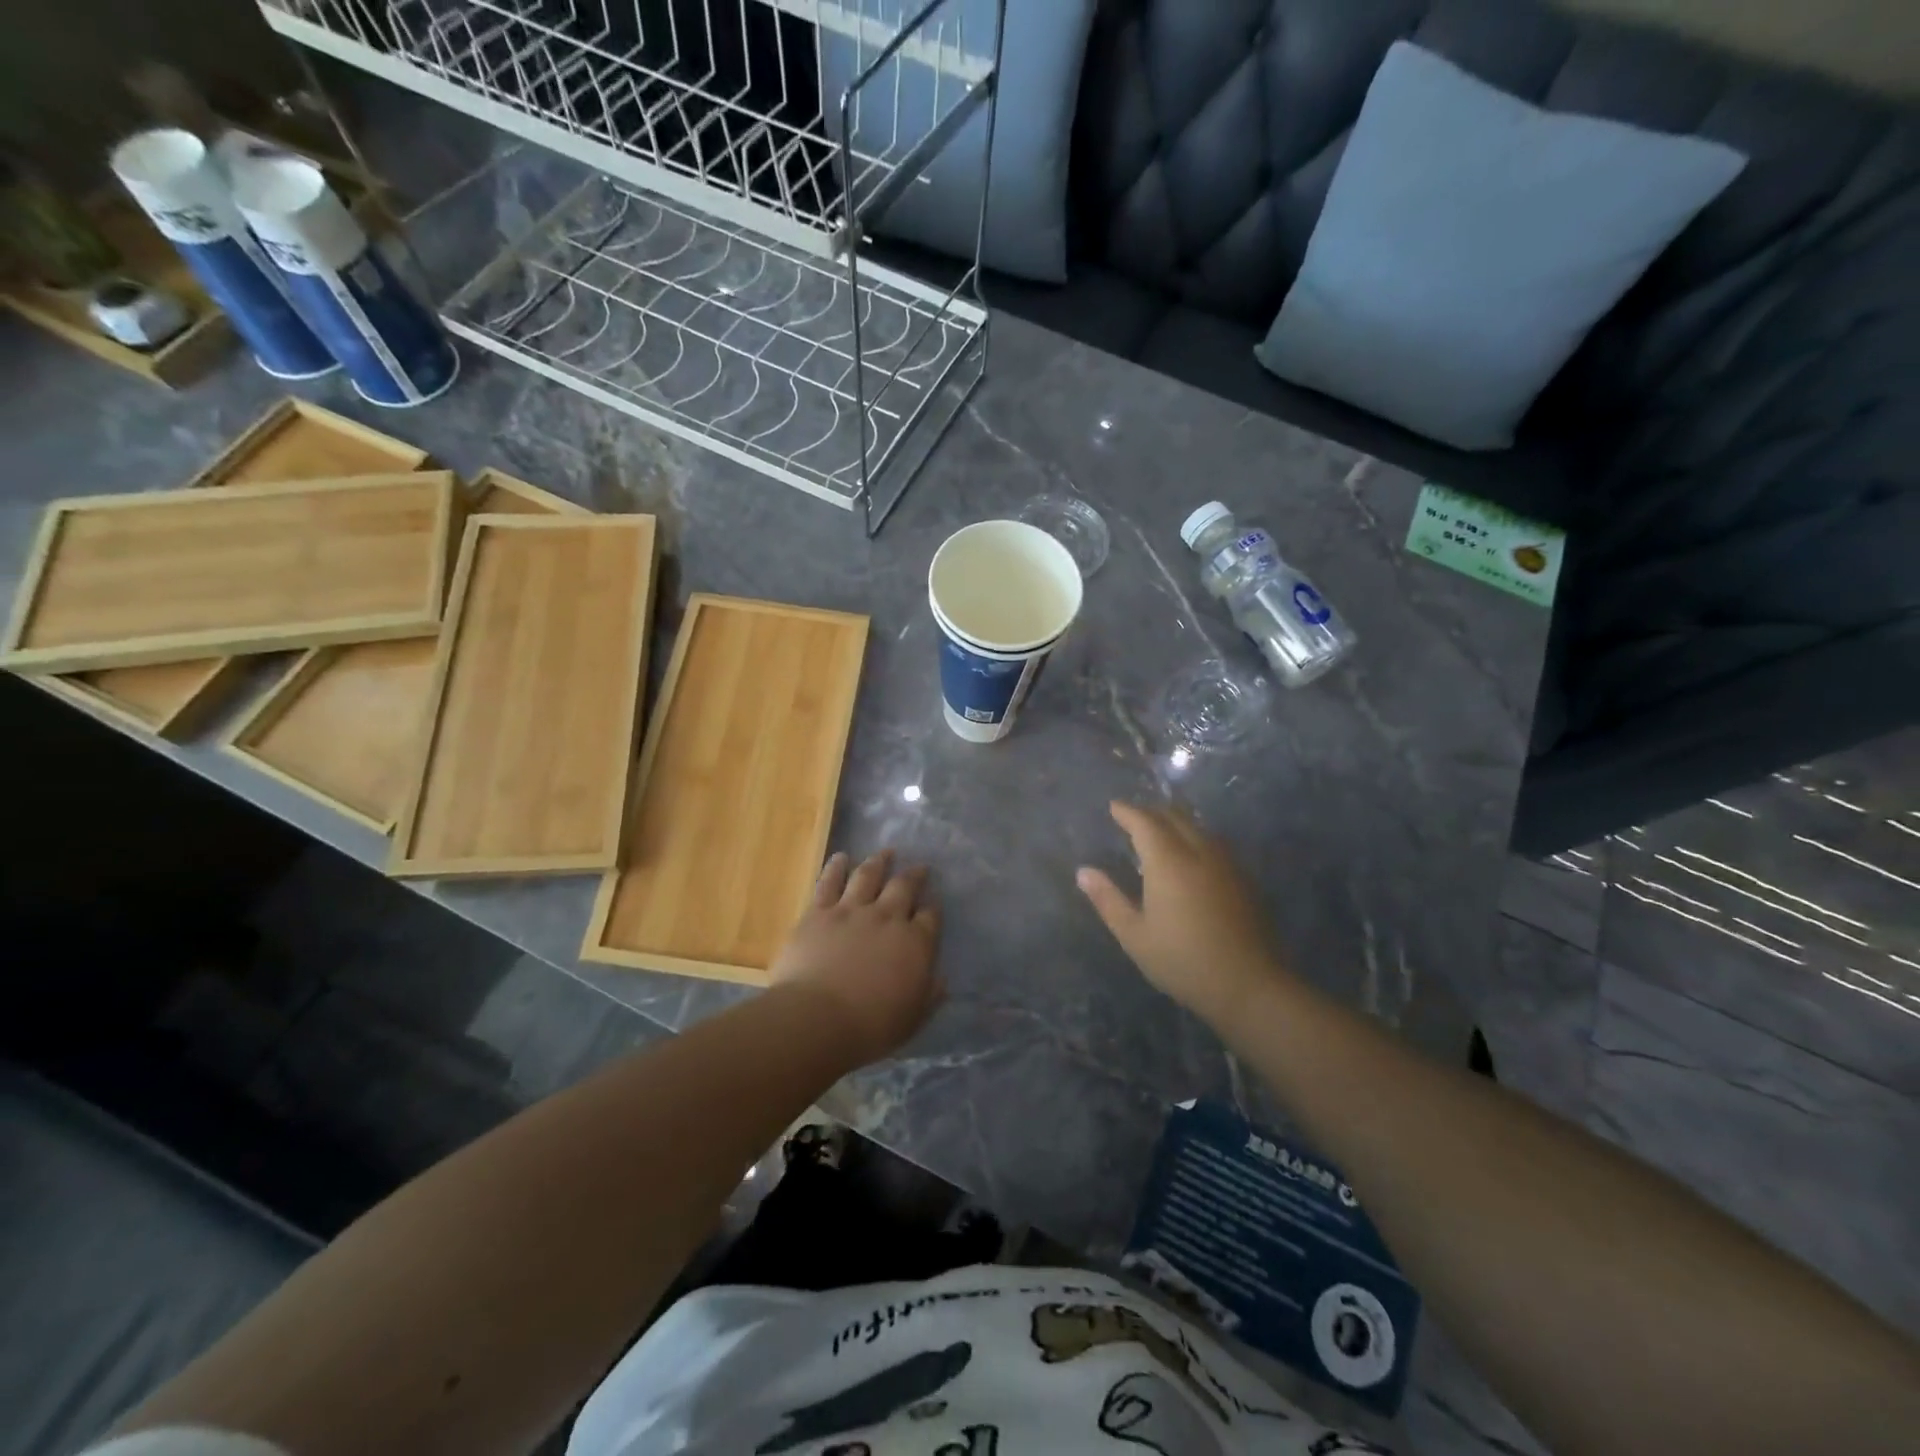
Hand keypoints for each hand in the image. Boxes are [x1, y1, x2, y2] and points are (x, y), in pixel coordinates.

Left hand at [770, 849, 943, 1064]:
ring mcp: (851, 910)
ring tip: (885, 853)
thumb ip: (929, 995)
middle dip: (914, 875)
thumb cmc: (870, 1027)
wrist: (817, 1018)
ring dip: (878, 862)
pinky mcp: (819, 912)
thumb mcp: (913, 1019)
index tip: (934, 903)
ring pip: (869, 876)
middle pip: (904, 887)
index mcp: (915, 943)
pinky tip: (841, 857)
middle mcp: (887, 918)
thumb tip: (941, 980)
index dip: (933, 908)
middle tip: (919, 867)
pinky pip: (829, 882)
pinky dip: (836, 867)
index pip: (930, 917)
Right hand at [1077, 801, 1288, 1023]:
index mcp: (1168, 861)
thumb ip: (1108, 899)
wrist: (1250, 985)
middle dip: (1151, 812)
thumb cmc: (1183, 961)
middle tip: (1133, 817)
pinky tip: (1191, 856)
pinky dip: (1195, 837)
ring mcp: (1227, 863)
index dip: (1127, 812)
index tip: (1113, 807)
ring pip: (1198, 827)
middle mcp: (1199, 851)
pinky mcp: (1244, 878)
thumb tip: (1084, 872)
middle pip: (1174, 817)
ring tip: (1160, 831)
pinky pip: (1214, 843)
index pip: (1145, 822)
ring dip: (1176, 822)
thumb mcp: (1135, 935)